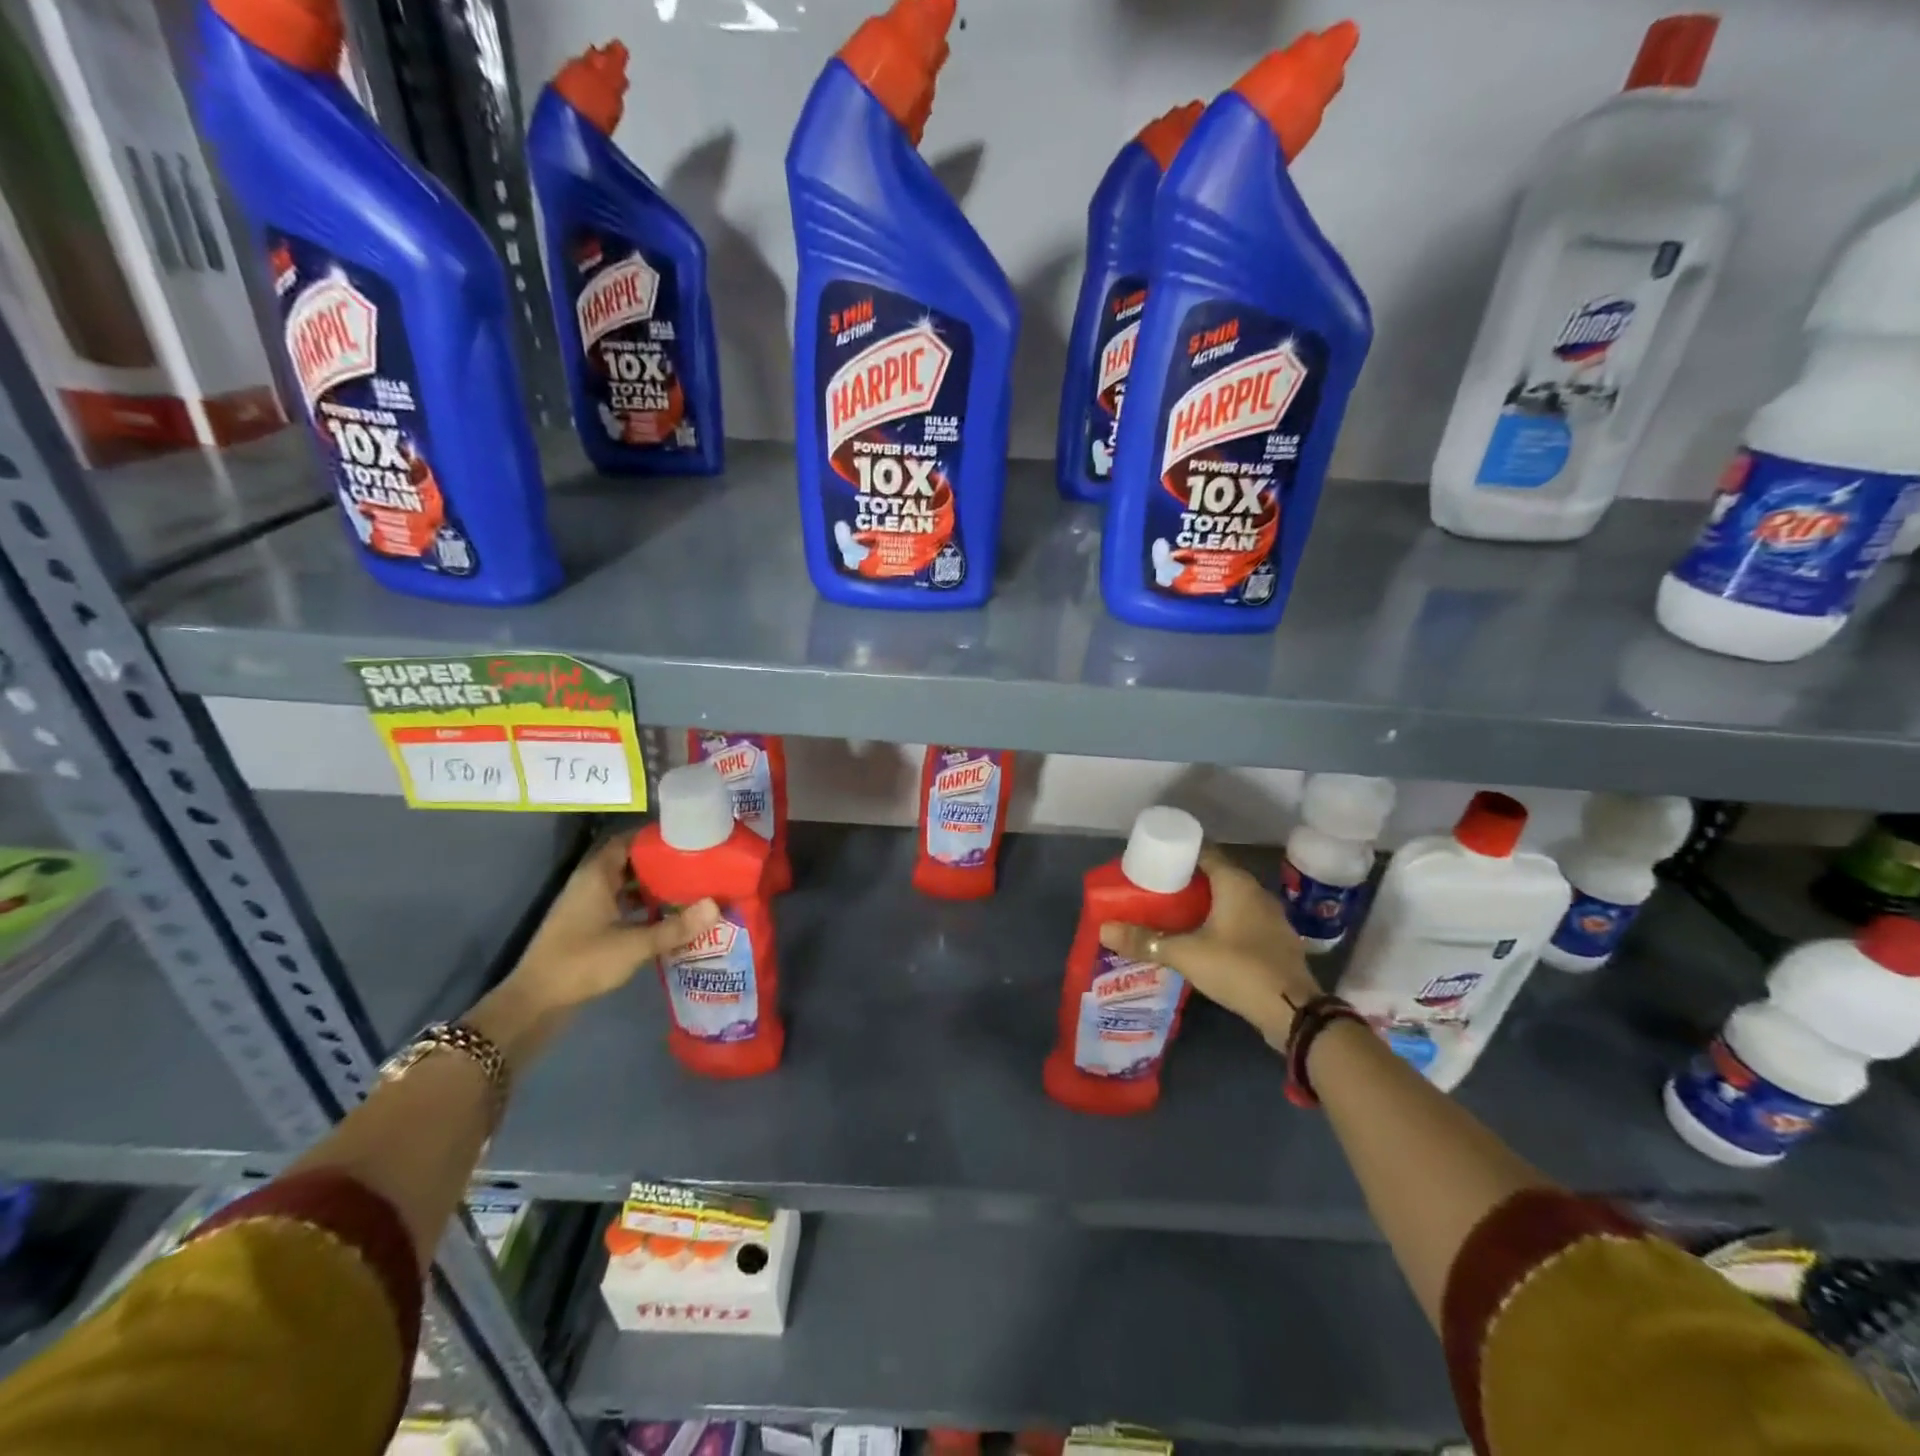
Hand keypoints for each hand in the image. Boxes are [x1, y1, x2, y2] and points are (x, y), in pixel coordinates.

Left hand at [488, 836, 717, 1036]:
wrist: (536, 1003)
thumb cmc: (582, 962)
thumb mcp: (634, 945)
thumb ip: (675, 927)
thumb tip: (716, 906)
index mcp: (596, 875)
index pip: (627, 841)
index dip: (655, 838)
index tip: (688, 838)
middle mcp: (591, 884)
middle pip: (630, 862)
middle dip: (661, 862)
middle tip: (697, 863)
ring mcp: (588, 906)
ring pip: (626, 885)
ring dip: (653, 886)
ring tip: (690, 887)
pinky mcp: (589, 926)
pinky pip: (622, 905)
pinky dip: (643, 906)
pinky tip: (668, 916)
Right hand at [1099, 845, 1318, 1049]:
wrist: (1294, 1012)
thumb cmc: (1238, 968)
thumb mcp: (1185, 954)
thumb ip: (1145, 942)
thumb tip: (1105, 930)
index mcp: (1235, 883)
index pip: (1203, 852)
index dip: (1178, 854)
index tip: (1154, 863)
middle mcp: (1255, 892)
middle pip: (1215, 876)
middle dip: (1186, 882)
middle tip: (1156, 892)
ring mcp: (1270, 917)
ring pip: (1230, 900)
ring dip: (1205, 905)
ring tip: (1175, 916)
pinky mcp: (1276, 941)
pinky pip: (1242, 921)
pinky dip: (1223, 924)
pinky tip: (1205, 940)